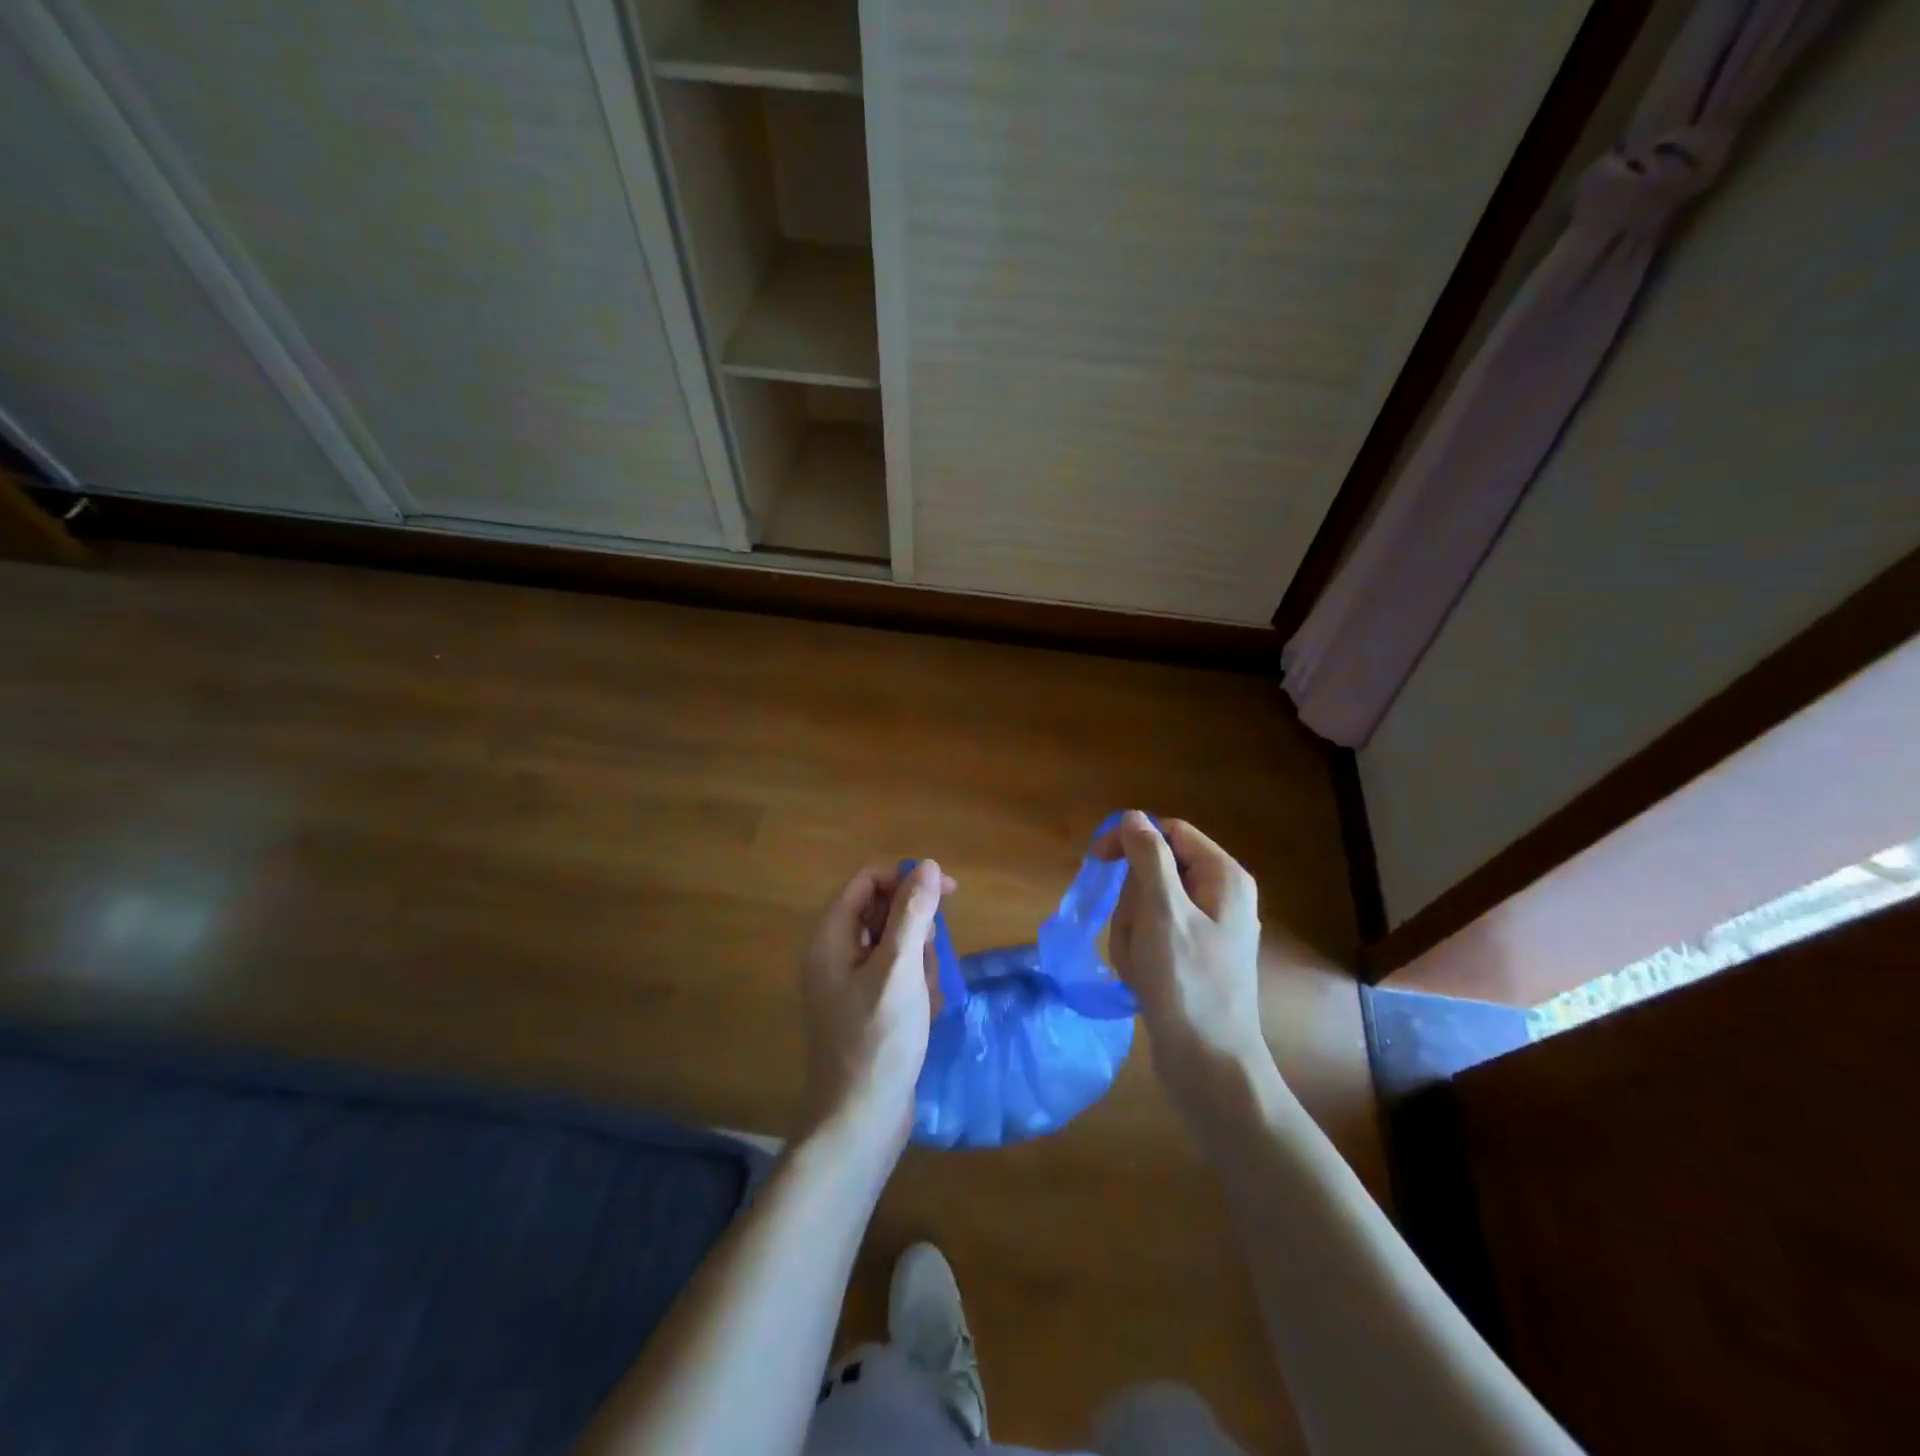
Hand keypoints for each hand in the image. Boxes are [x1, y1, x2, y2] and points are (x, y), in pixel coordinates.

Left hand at [799, 860, 951, 1153]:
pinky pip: (897, 975)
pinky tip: (923, 1014)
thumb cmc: (879, 1039)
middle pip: (884, 911)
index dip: (907, 880)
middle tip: (926, 965)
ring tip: (923, 998)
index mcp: (831, 936)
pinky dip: (915, 987)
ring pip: (897, 945)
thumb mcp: (900, 969)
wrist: (860, 1120)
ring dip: (919, 963)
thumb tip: (928, 865)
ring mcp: (849, 982)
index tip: (949, 894)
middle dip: (916, 932)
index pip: (869, 881)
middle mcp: (834, 953)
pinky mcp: (866, 1006)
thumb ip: (913, 913)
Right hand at [1094, 813, 1275, 1132]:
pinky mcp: (1192, 958)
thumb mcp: (1163, 912)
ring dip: (1131, 932)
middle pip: (1154, 871)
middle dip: (1131, 902)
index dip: (1131, 840)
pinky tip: (1142, 981)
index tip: (1097, 861)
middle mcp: (1220, 896)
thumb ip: (1148, 858)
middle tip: (1136, 936)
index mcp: (1223, 877)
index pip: (1169, 833)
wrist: (1209, 1067)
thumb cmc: (1187, 984)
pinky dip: (1138, 954)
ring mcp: (1206, 930)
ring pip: (1146, 906)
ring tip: (1140, 966)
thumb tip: (1133, 817)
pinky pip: (1151, 936)